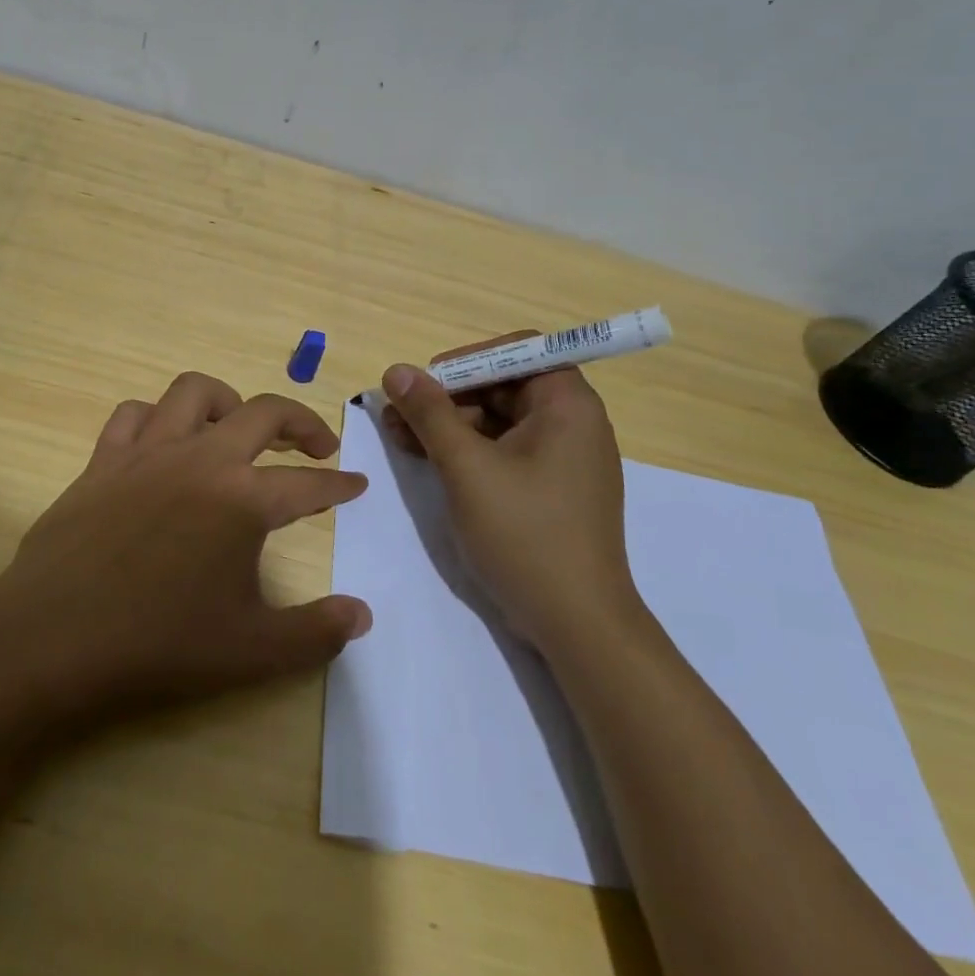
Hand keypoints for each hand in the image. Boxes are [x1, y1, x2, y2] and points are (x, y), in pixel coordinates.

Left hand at [0, 371, 371, 733]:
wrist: (54, 639)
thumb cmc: (159, 644)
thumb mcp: (253, 651)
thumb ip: (317, 632)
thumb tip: (362, 615)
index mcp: (243, 499)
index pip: (309, 484)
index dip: (339, 485)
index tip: (357, 484)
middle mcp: (201, 459)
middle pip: (264, 412)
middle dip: (301, 422)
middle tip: (317, 444)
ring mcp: (147, 452)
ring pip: (194, 393)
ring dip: (228, 401)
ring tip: (238, 428)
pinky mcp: (103, 460)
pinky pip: (133, 415)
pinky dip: (156, 418)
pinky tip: (163, 442)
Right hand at [380, 334, 633, 648]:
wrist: (577, 624)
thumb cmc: (525, 534)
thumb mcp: (467, 468)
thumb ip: (430, 414)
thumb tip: (397, 370)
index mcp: (568, 405)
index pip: (518, 351)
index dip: (467, 360)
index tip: (426, 383)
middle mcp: (572, 423)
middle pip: (504, 386)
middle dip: (448, 397)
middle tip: (398, 414)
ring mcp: (563, 459)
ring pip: (499, 421)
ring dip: (450, 425)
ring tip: (400, 440)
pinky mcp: (552, 489)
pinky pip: (506, 452)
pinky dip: (468, 452)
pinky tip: (429, 462)